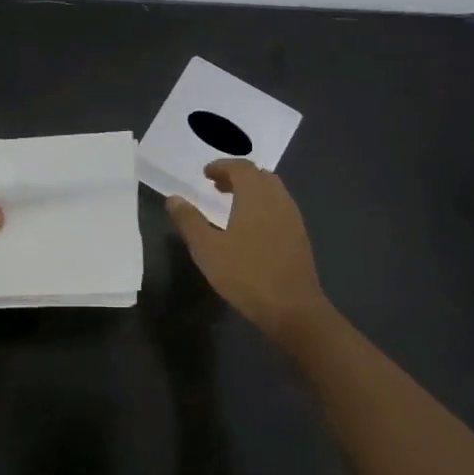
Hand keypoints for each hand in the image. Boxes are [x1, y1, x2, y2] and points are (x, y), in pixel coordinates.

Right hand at [166, 161, 330, 346]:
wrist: (292, 308)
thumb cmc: (246, 274)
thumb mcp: (207, 249)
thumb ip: (189, 220)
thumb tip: (174, 198)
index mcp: (256, 196)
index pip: (241, 167)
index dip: (222, 166)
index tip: (205, 174)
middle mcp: (278, 200)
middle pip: (259, 175)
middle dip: (237, 176)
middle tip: (216, 186)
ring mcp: (292, 218)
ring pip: (272, 191)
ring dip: (251, 191)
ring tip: (231, 205)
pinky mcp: (299, 236)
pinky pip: (279, 208)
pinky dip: (263, 206)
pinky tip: (251, 228)